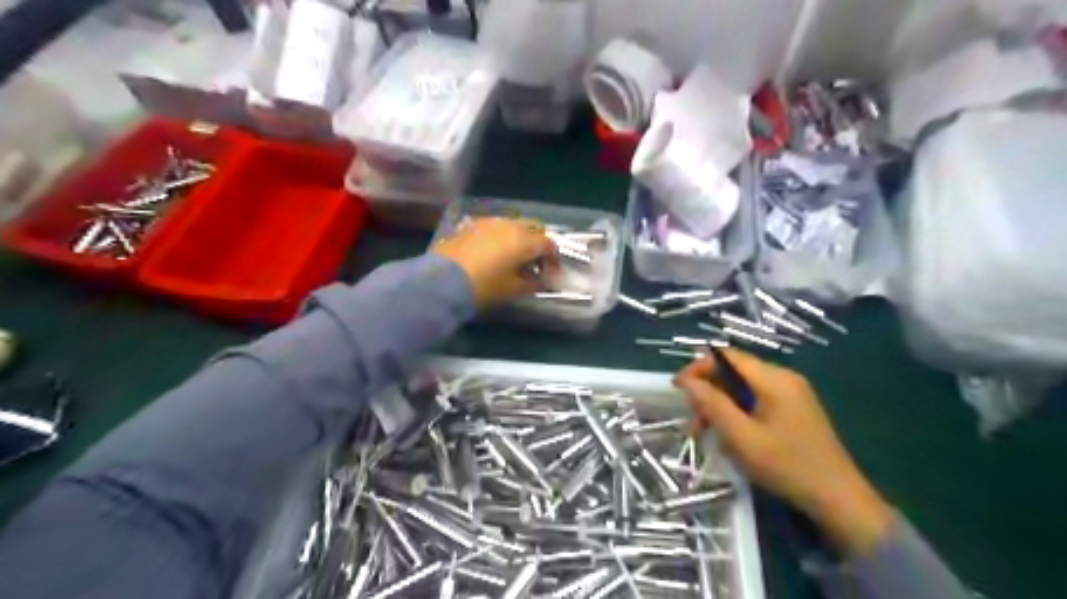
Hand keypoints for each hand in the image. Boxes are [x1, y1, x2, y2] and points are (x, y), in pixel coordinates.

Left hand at [432, 216, 559, 308]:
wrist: (443, 280)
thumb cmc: (484, 286)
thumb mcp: (513, 289)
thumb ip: (536, 283)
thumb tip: (550, 281)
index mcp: (524, 240)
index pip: (548, 244)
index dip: (553, 259)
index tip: (551, 274)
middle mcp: (510, 225)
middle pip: (533, 228)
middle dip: (537, 244)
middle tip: (533, 263)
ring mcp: (489, 222)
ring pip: (513, 224)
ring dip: (519, 238)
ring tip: (512, 257)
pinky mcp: (472, 224)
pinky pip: (494, 226)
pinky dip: (500, 236)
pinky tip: (492, 252)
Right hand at [673, 351, 893, 557]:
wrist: (839, 499)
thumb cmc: (787, 466)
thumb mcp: (742, 437)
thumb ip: (713, 405)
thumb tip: (686, 381)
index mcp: (774, 379)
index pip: (727, 356)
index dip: (698, 367)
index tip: (678, 388)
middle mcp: (784, 378)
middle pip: (734, 371)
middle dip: (708, 391)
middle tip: (693, 421)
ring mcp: (791, 393)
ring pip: (743, 387)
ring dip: (720, 405)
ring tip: (706, 432)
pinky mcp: (794, 408)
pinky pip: (756, 399)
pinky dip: (737, 412)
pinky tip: (730, 435)